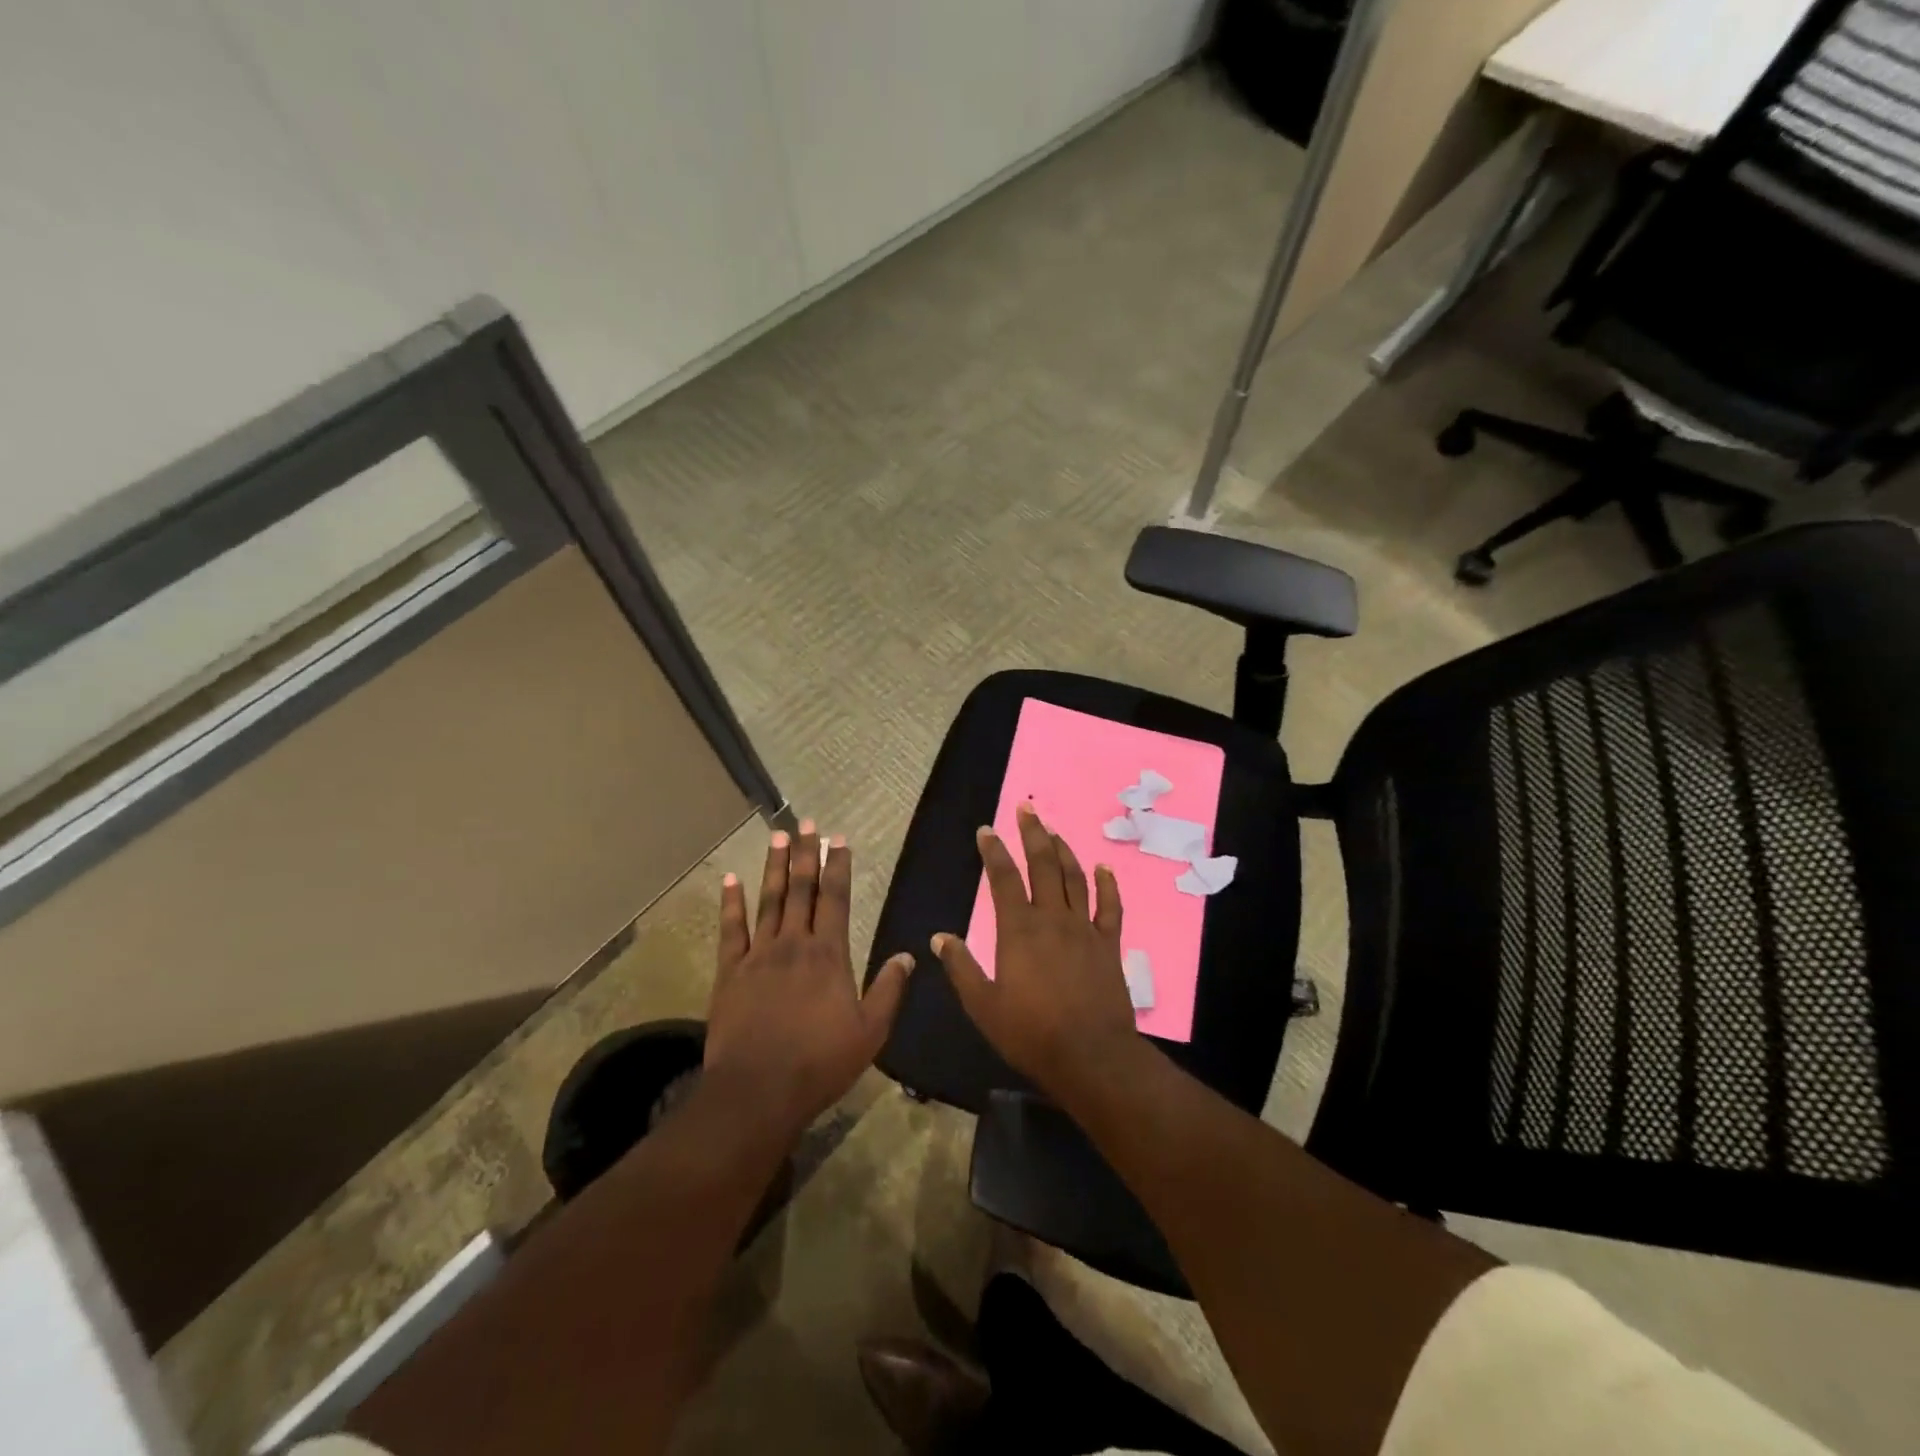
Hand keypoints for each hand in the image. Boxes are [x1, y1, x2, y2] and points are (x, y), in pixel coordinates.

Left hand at [703, 821, 912, 1137]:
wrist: (758, 1089)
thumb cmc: (820, 1062)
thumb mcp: (871, 1031)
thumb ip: (889, 989)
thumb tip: (909, 955)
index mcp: (829, 954)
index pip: (835, 898)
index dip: (838, 866)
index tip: (839, 839)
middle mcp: (794, 944)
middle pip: (801, 890)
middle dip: (806, 854)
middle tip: (806, 824)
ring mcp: (758, 955)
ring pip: (769, 901)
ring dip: (774, 867)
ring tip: (778, 836)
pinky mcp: (729, 972)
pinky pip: (731, 930)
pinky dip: (731, 903)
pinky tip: (731, 880)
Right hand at [932, 803, 1141, 1103]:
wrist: (1090, 1057)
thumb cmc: (1031, 1033)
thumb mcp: (983, 1005)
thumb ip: (961, 967)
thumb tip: (939, 937)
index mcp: (1018, 930)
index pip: (1003, 879)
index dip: (993, 852)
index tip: (986, 830)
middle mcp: (1052, 919)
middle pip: (1043, 865)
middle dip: (1032, 834)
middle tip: (1027, 809)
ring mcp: (1084, 929)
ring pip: (1074, 878)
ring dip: (1064, 851)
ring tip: (1054, 831)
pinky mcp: (1109, 945)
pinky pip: (1110, 907)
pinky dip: (1107, 884)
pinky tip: (1103, 867)